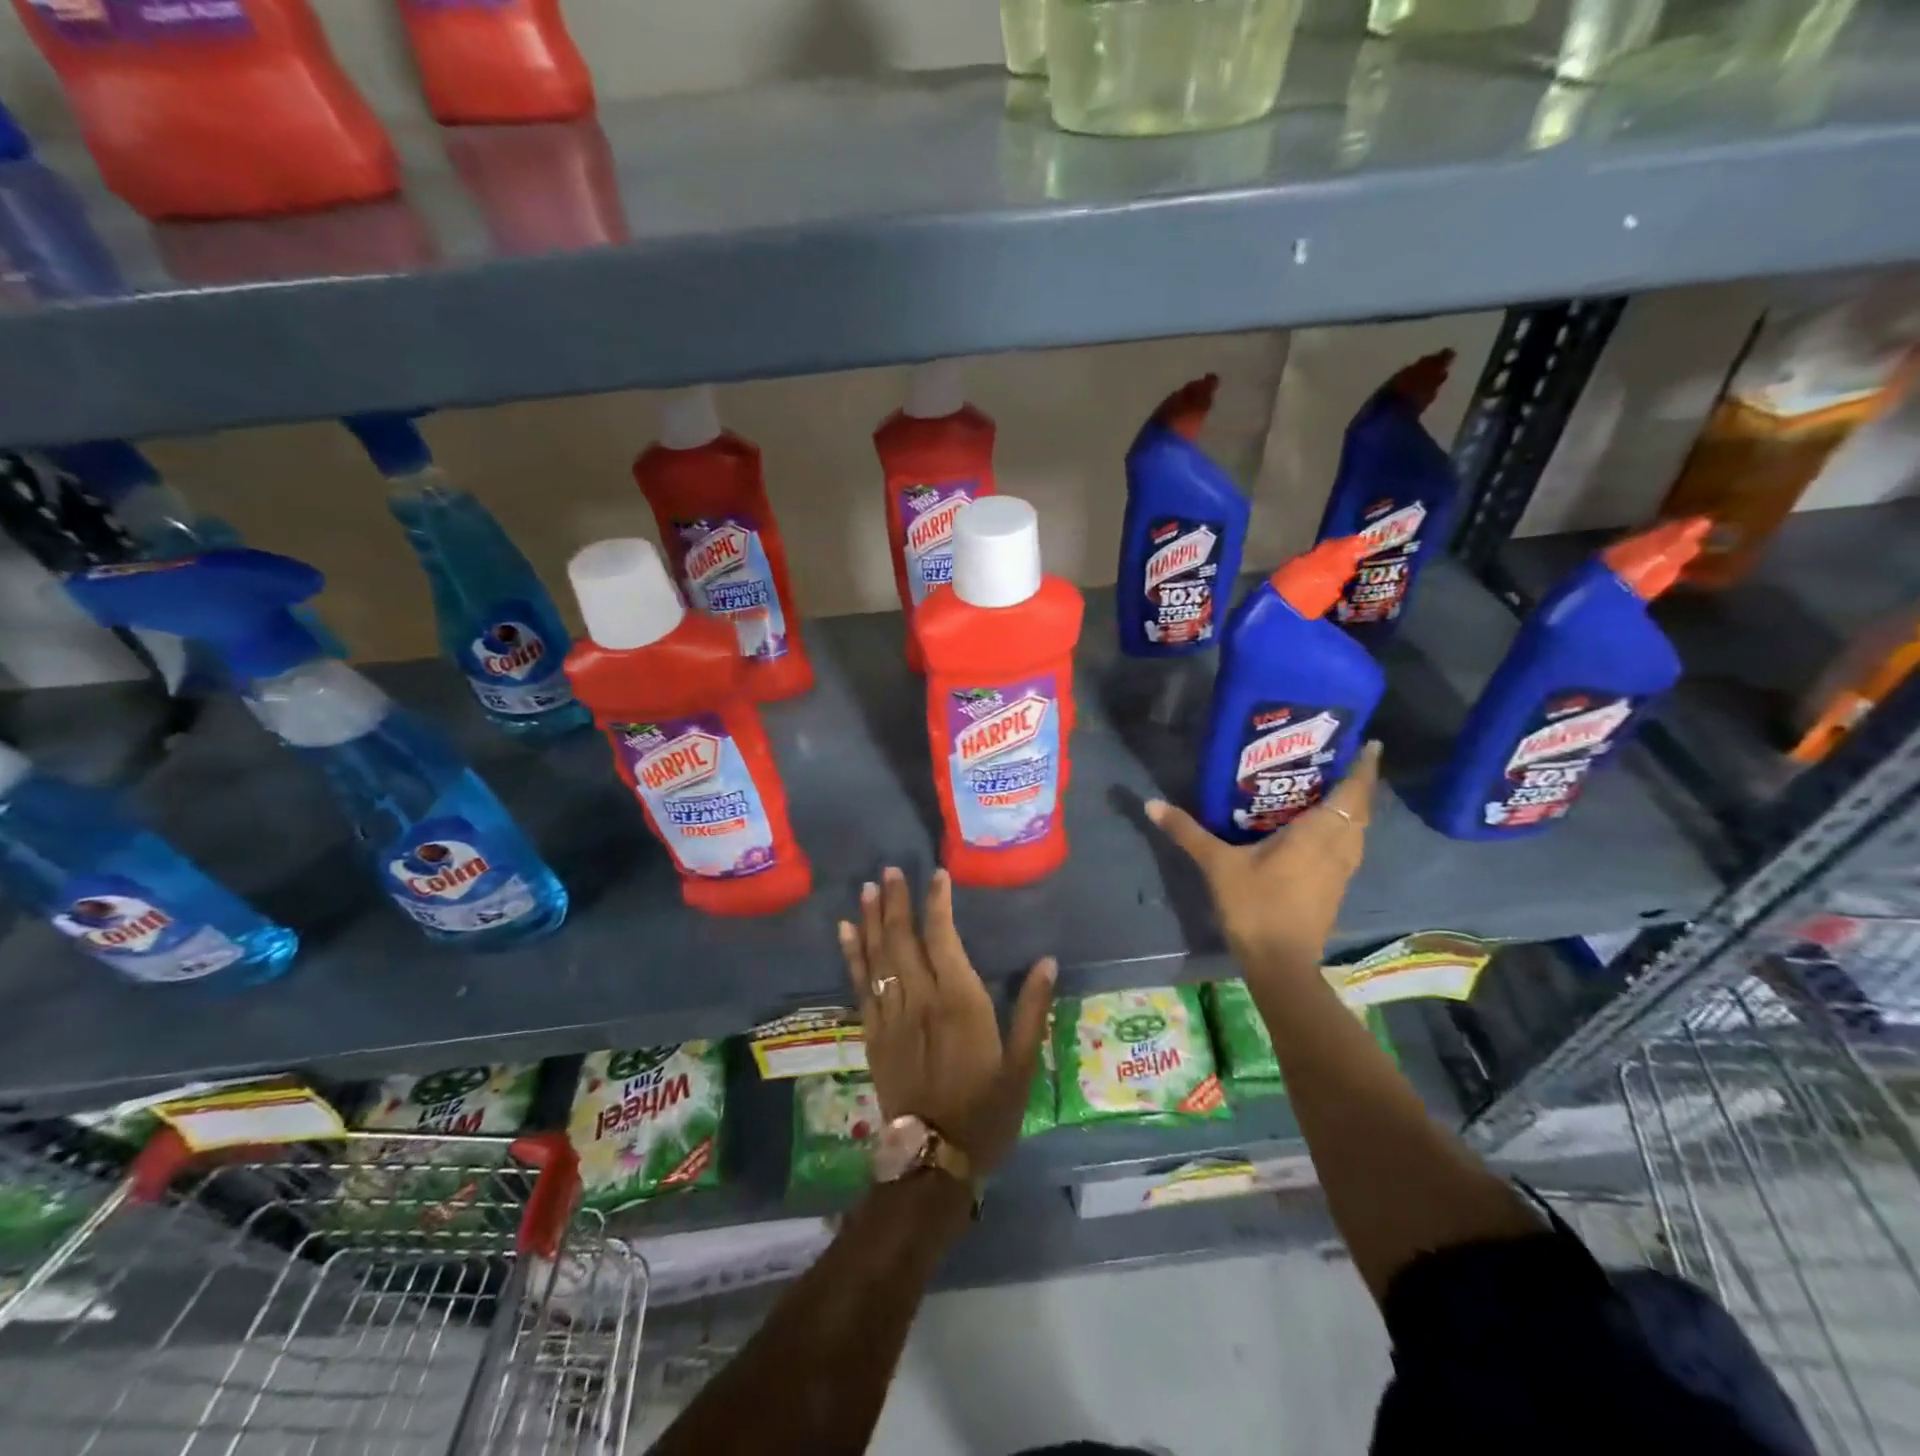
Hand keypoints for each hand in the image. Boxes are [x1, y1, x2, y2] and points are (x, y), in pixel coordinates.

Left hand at [838, 867, 1055, 1173]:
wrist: (934, 1159)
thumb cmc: (987, 1111)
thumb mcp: (1022, 1065)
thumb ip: (1032, 1009)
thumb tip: (1046, 961)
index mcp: (959, 1001)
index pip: (943, 938)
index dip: (938, 904)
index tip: (936, 875)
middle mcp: (920, 1000)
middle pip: (903, 939)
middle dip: (896, 901)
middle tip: (889, 870)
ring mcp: (892, 1017)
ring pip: (878, 957)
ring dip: (872, 920)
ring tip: (866, 888)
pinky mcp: (873, 1035)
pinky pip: (861, 986)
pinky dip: (852, 956)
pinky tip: (846, 933)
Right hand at [1147, 740, 1380, 966]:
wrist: (1279, 963)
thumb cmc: (1255, 906)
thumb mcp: (1217, 865)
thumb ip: (1188, 832)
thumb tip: (1152, 803)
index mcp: (1318, 834)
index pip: (1353, 793)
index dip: (1364, 768)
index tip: (1369, 743)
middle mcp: (1338, 848)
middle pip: (1360, 810)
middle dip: (1357, 784)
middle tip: (1339, 759)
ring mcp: (1340, 872)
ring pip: (1357, 831)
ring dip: (1352, 808)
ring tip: (1332, 788)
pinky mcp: (1335, 889)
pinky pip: (1347, 848)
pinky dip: (1343, 830)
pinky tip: (1320, 829)